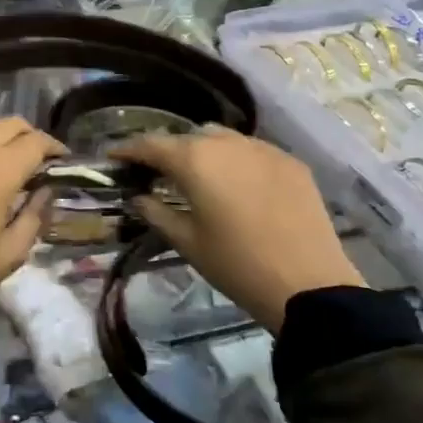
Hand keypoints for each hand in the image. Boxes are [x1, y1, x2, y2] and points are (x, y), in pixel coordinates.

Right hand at [113, 128, 359, 334]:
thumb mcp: (187, 242)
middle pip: (186, 137)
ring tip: (197, 174)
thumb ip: (156, 213)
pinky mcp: (290, 162)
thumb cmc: (236, 265)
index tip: (114, 157)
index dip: (128, 150)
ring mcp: (263, 149)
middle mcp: (227, 143)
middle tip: (154, 171)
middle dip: (167, 150)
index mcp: (195, 161)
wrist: (309, 285)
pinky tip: (236, 183)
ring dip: (203, 150)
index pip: (151, 144)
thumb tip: (139, 198)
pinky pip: (252, 150)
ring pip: (221, 138)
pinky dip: (236, 160)